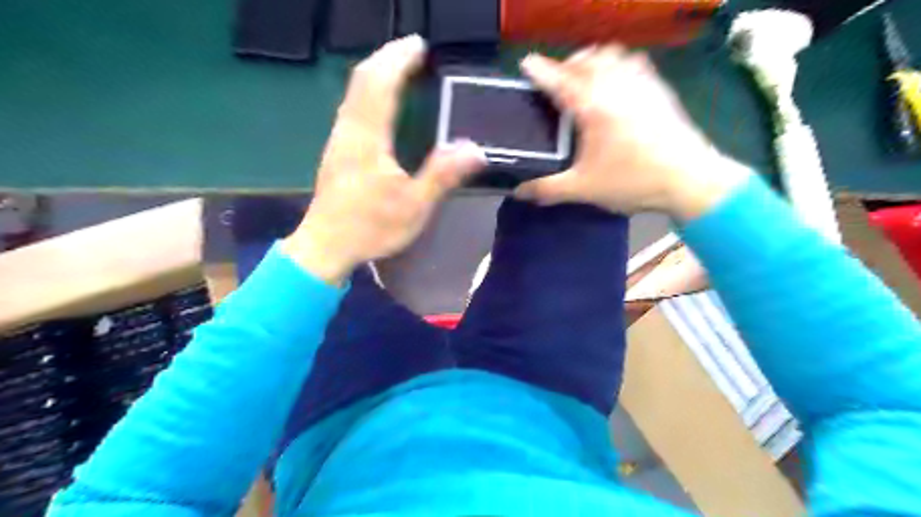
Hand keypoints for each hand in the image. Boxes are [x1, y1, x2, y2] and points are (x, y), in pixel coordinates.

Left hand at [283, 35, 483, 286]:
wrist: (325, 247)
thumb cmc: (370, 227)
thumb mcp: (413, 206)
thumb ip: (442, 175)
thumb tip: (476, 149)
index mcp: (367, 138)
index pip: (380, 84)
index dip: (399, 60)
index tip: (420, 46)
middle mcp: (348, 130)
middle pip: (362, 79)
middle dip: (387, 58)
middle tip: (413, 50)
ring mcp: (338, 139)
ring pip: (353, 91)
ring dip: (376, 72)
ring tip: (399, 67)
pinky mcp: (336, 150)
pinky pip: (351, 106)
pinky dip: (368, 90)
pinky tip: (381, 101)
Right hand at [516, 46, 751, 218]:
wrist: (689, 179)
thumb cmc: (632, 181)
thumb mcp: (583, 189)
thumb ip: (547, 189)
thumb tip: (519, 192)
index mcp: (592, 107)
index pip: (559, 80)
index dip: (540, 70)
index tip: (526, 63)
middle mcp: (615, 85)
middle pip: (585, 59)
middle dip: (566, 65)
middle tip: (557, 83)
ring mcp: (641, 83)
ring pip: (611, 54)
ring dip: (593, 61)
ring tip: (585, 79)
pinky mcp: (660, 89)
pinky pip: (635, 62)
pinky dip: (619, 63)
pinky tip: (617, 83)